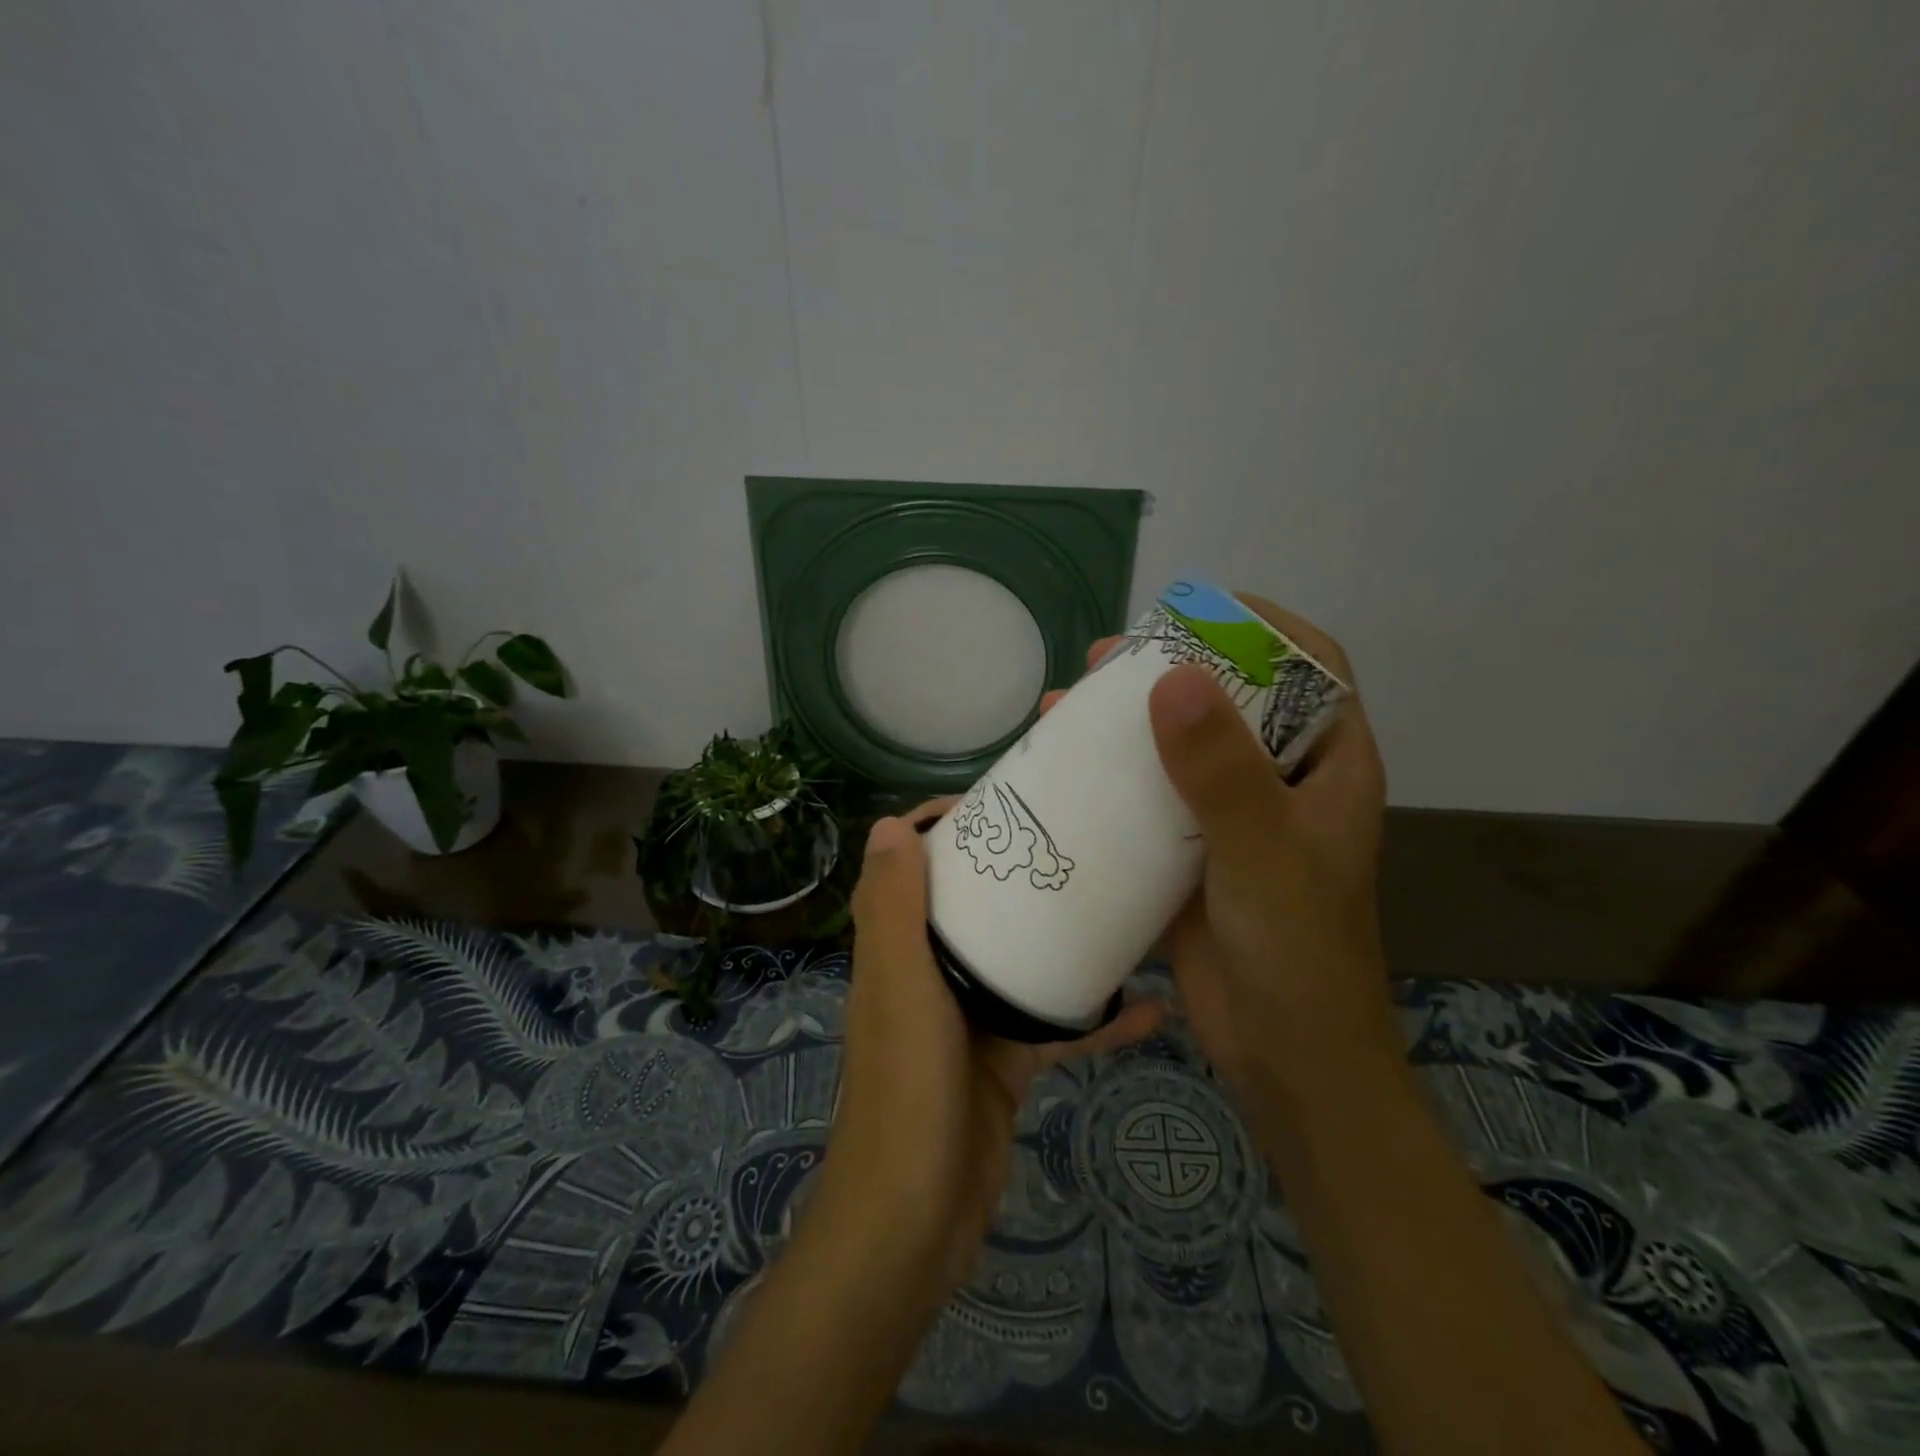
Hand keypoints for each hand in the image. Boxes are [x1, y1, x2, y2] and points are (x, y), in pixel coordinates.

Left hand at [811, 805, 1164, 1304]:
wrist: (916, 1222)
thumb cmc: (905, 1091)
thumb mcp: (901, 988)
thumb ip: (892, 910)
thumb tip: (889, 824)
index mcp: (897, 948)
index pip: (909, 867)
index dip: (940, 828)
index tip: (998, 803)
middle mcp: (929, 973)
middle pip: (971, 904)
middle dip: (1012, 872)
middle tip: (1073, 841)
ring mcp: (969, 1018)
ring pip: (1018, 959)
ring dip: (1059, 936)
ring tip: (1118, 903)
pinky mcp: (1006, 1060)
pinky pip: (1054, 1025)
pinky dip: (1095, 1019)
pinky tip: (1150, 1007)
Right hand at [1045, 598, 1390, 1103]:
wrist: (1284, 1056)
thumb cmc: (1297, 951)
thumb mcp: (1263, 852)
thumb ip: (1222, 771)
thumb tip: (1173, 678)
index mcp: (1328, 765)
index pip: (1312, 666)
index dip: (1260, 627)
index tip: (1194, 612)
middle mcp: (1282, 781)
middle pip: (1232, 700)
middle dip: (1174, 669)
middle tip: (1108, 660)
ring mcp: (1233, 818)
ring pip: (1183, 747)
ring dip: (1131, 722)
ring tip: (1070, 704)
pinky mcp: (1190, 853)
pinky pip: (1150, 798)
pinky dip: (1112, 779)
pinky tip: (1063, 771)